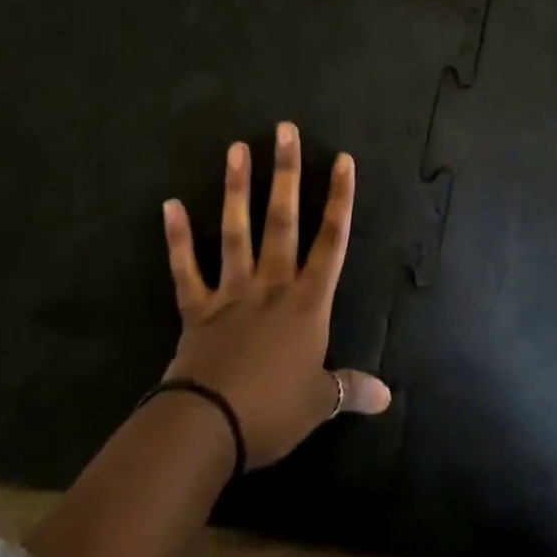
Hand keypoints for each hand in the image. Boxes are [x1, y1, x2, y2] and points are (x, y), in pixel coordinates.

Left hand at [161, 122, 390, 468]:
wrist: (210, 427)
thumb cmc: (272, 412)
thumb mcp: (319, 403)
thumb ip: (350, 388)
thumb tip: (388, 396)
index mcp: (306, 303)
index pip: (331, 241)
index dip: (340, 199)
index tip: (343, 159)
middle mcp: (271, 285)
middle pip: (282, 220)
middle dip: (287, 173)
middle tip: (285, 130)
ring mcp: (232, 292)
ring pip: (236, 231)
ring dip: (237, 189)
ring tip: (236, 148)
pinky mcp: (198, 308)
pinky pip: (186, 269)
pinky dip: (177, 239)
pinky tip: (169, 205)